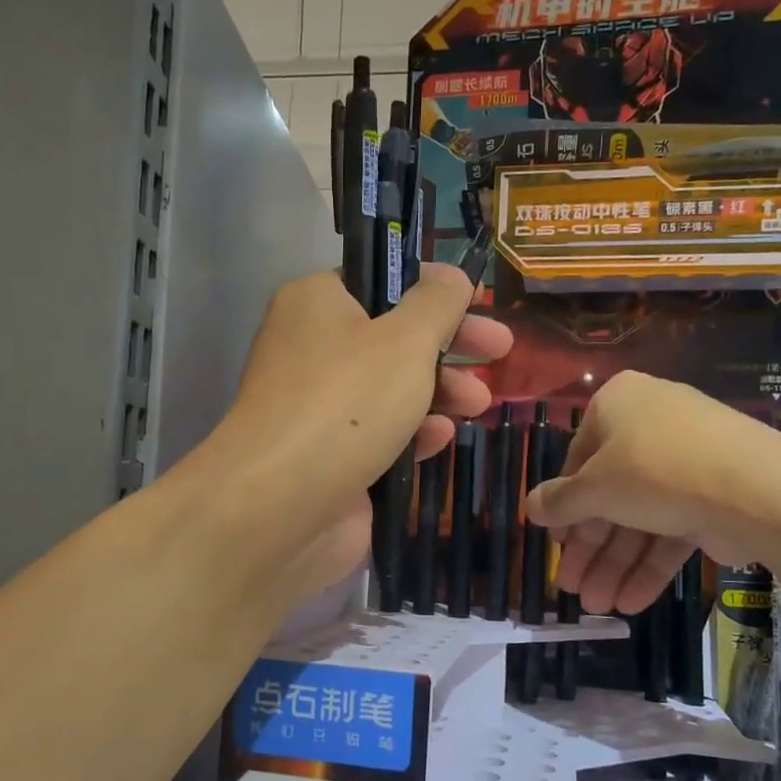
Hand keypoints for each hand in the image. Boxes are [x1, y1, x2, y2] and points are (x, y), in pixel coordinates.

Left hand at [216, 265, 511, 596]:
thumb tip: (451, 275)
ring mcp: (317, 408)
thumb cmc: (346, 402)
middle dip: (449, 345)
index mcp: (316, 303)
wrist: (281, 506)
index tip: (479, 303)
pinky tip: (440, 439)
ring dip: (439, 392)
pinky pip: (378, 434)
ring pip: (389, 388)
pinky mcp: (328, 456)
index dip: (433, 289)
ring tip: (479, 404)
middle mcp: (310, 349)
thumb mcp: (405, 340)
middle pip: (392, 335)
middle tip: (500, 349)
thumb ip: (437, 304)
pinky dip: (411, 432)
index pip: (380, 281)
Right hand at [524, 370, 780, 613]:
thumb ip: (560, 501)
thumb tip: (529, 506)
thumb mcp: (595, 488)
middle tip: (573, 589)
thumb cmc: (654, 470)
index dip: (564, 506)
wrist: (755, 489)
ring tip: (599, 607)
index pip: (578, 459)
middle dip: (591, 548)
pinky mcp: (715, 496)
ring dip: (616, 564)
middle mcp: (651, 426)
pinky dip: (651, 564)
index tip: (555, 544)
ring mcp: (688, 462)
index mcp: (618, 405)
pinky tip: (631, 602)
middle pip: (610, 495)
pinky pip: (672, 528)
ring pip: (640, 517)